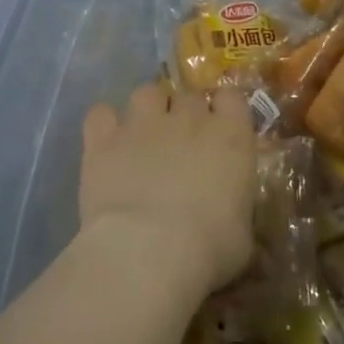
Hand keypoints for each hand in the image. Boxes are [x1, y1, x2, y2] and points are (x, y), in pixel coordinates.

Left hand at [79, 82, 255, 297]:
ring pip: (146, 93)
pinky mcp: (104, 140)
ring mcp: (144, 124)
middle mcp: (189, 118)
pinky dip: (104, 124)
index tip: (221, 129)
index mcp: (231, 137)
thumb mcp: (242, 235)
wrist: (149, 251)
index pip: (232, 97)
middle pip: (189, 96)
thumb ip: (237, 211)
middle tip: (181, 144)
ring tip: (144, 136)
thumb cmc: (210, 247)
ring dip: (148, 109)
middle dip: (186, 113)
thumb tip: (231, 218)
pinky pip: (100, 114)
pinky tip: (106, 144)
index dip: (225, 110)